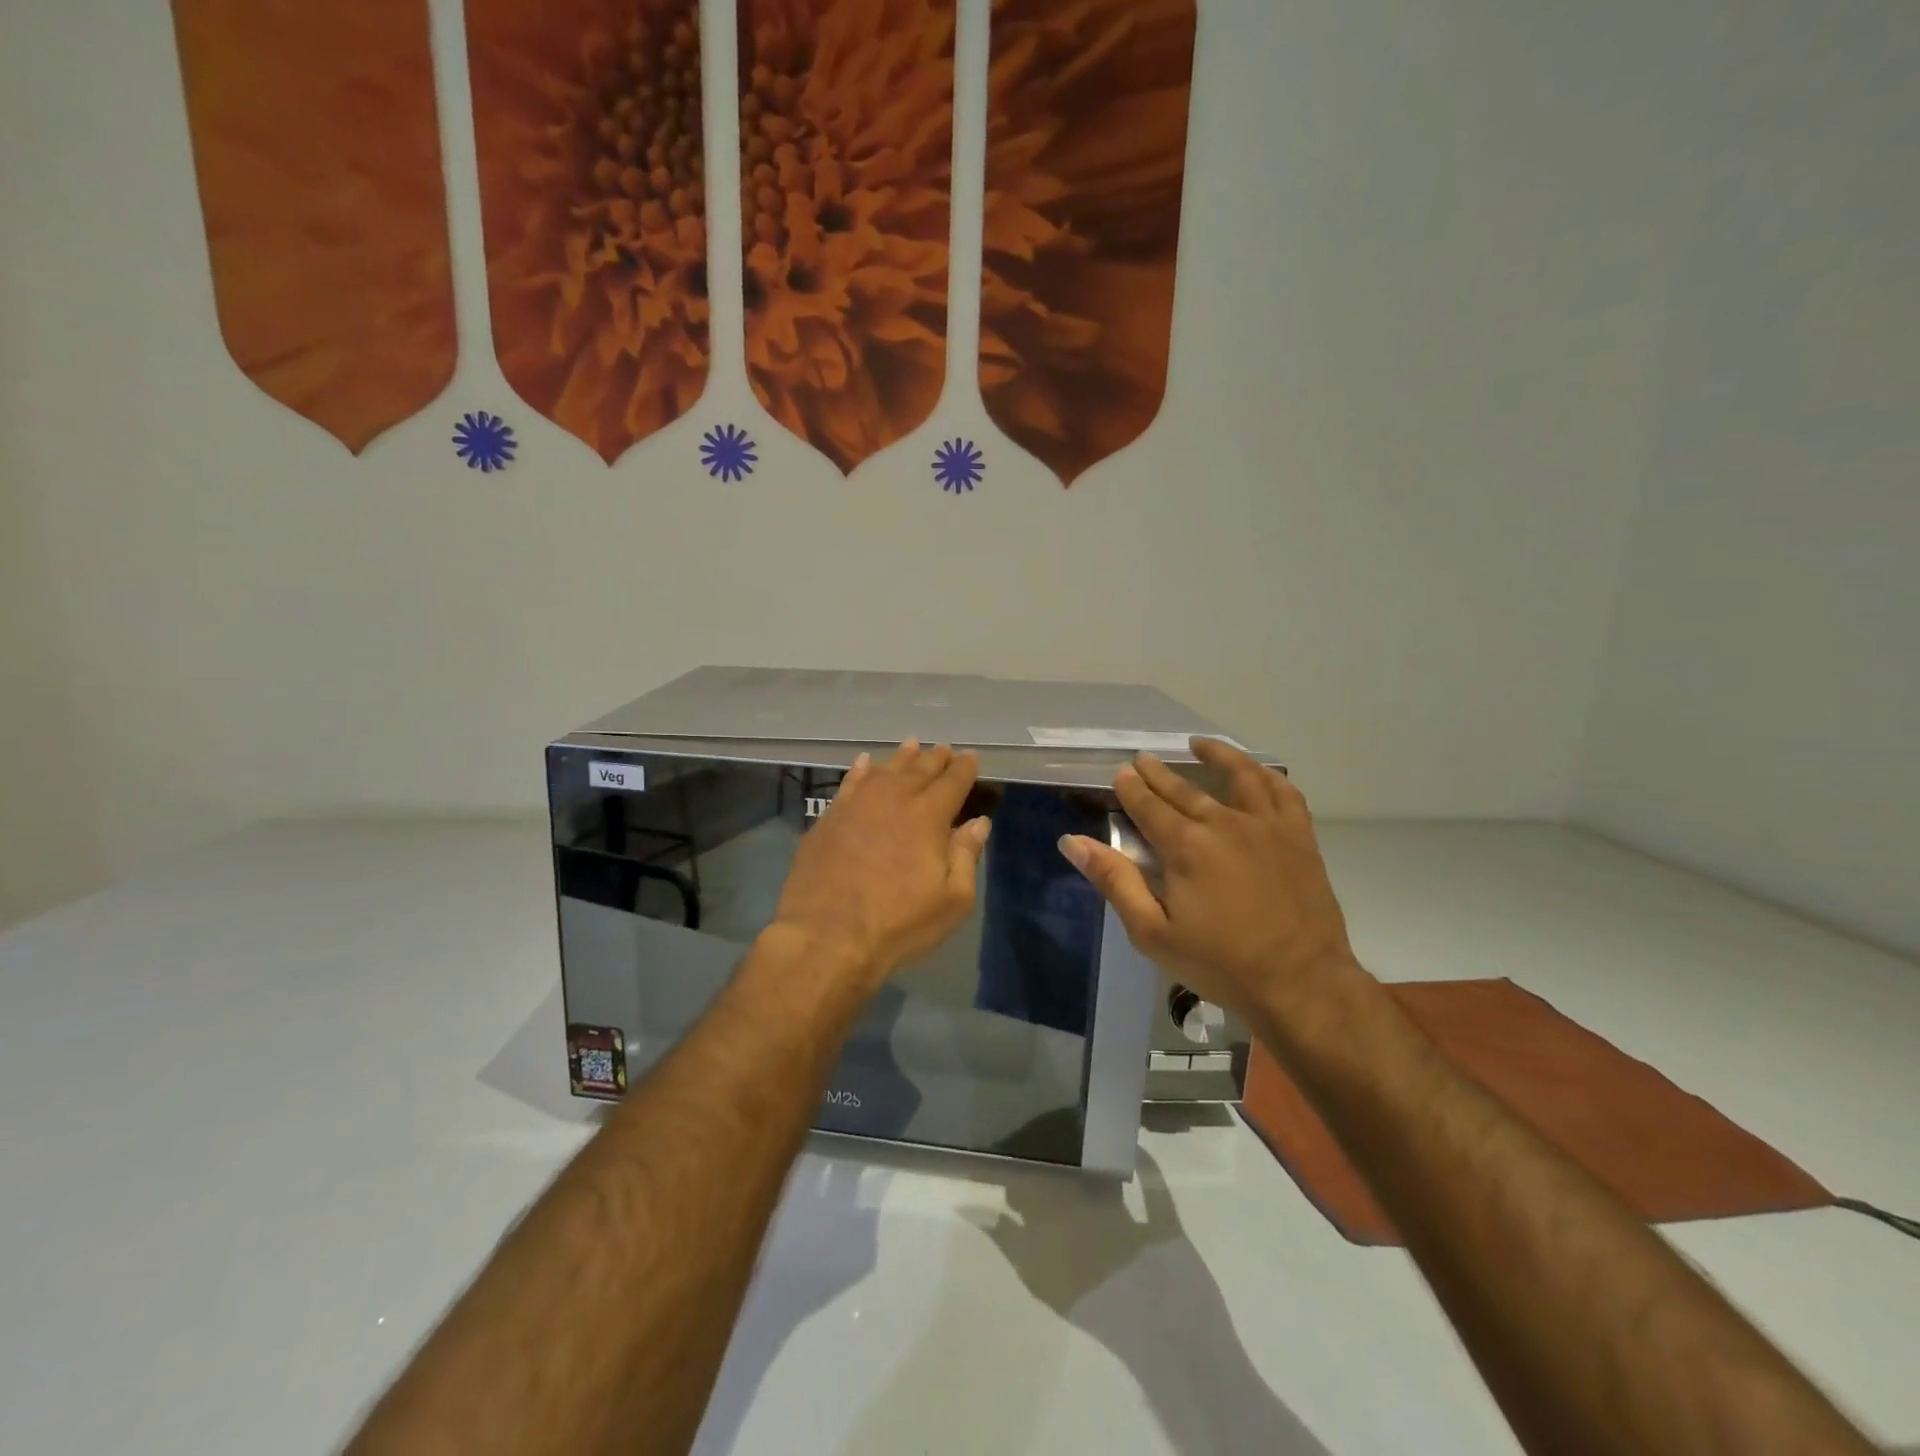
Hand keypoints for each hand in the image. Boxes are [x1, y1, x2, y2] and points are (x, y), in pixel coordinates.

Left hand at [771, 741, 990, 990]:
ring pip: (884, 770)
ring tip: (911, 744)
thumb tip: (978, 822)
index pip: (952, 782)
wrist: (827, 936)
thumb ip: (966, 856)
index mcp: (928, 817)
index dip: (964, 768)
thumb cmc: (898, 923)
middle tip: (943, 749)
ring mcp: (857, 805)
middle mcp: (893, 800)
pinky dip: (860, 770)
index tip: (971, 757)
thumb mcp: (952, 900)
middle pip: (919, 770)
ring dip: (901, 757)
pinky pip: (849, 783)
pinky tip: (864, 763)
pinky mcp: (829, 818)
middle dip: (935, 758)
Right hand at [1059, 739, 1357, 1025]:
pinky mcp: (1298, 837)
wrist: (1300, 983)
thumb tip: (1073, 841)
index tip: (1121, 773)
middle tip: (1144, 760)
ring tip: (1199, 745)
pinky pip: (1284, 792)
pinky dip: (1267, 775)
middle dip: (1159, 773)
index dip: (1132, 787)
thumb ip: (1114, 881)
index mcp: (1185, 845)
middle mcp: (1224, 823)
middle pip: (1185, 788)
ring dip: (1216, 756)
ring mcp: (1266, 826)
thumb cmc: (1220, 963)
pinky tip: (1258, 772)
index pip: (1149, 805)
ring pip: (1239, 776)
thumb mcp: (1152, 931)